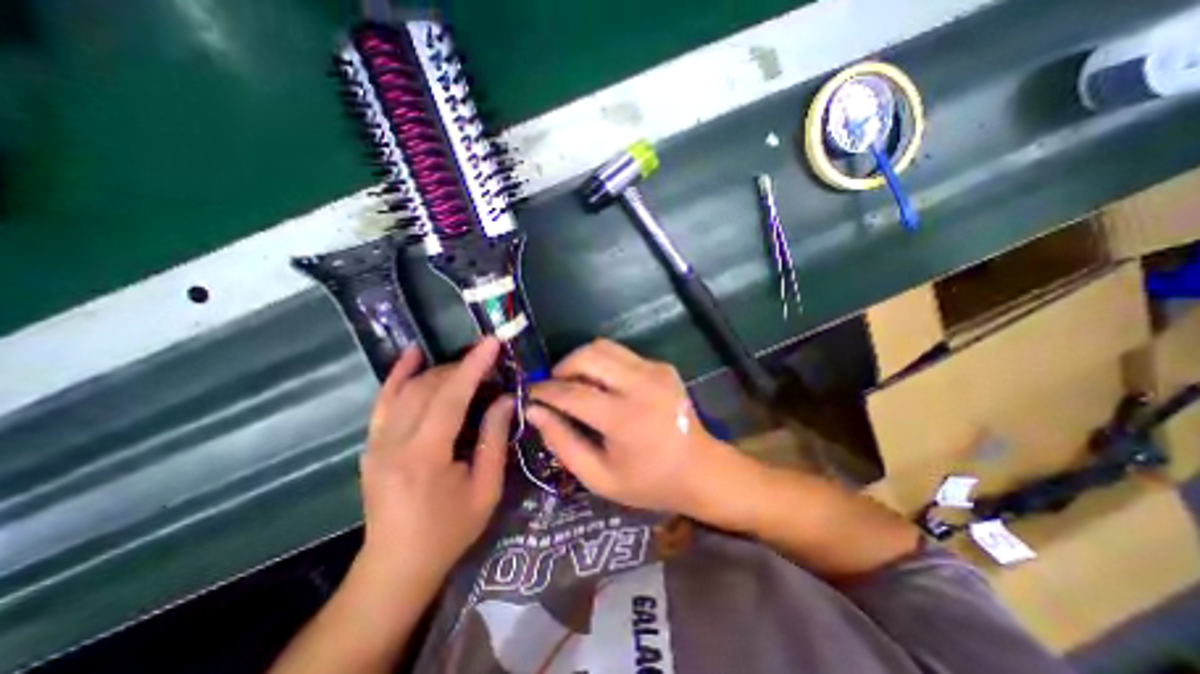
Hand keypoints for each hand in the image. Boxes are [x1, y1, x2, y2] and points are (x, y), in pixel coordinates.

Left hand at [354, 339, 506, 587]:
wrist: (396, 566)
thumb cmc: (450, 531)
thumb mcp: (486, 489)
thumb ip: (495, 439)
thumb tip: (506, 399)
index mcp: (425, 456)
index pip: (451, 397)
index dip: (473, 366)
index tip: (492, 342)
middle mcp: (394, 443)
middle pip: (428, 387)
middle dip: (461, 367)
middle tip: (489, 362)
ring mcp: (376, 442)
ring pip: (407, 389)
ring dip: (440, 371)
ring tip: (467, 365)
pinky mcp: (371, 444)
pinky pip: (384, 400)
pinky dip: (398, 374)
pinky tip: (412, 354)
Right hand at [527, 339, 737, 513]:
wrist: (701, 469)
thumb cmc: (648, 481)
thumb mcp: (599, 477)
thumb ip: (563, 443)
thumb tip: (534, 412)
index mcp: (625, 419)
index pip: (572, 392)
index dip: (544, 390)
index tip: (529, 392)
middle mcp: (641, 385)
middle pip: (588, 355)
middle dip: (563, 367)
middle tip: (555, 387)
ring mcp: (655, 370)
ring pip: (604, 347)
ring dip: (582, 360)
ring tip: (575, 382)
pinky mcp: (662, 366)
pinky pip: (621, 354)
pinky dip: (603, 364)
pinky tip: (604, 385)